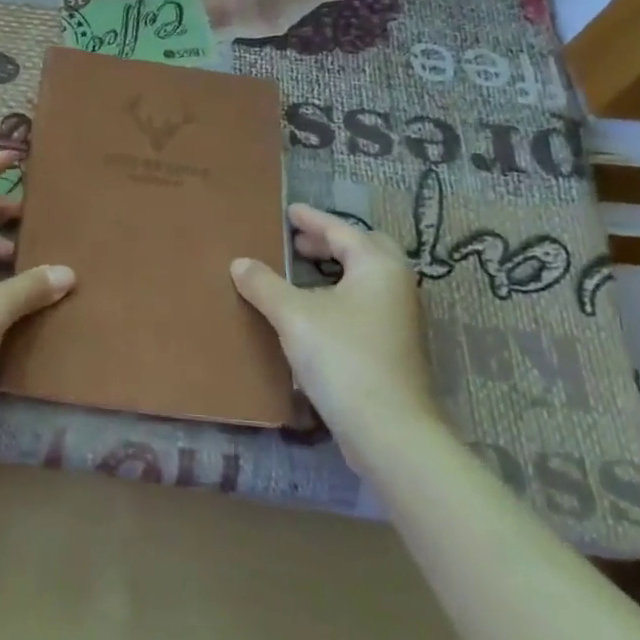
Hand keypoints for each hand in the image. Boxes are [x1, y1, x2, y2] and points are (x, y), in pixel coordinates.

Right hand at [230, 204, 444, 454]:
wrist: (388, 428)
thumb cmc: (342, 357)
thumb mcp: (293, 315)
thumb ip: (264, 284)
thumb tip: (240, 263)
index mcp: (377, 266)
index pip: (341, 230)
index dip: (312, 219)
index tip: (288, 211)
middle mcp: (396, 285)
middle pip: (364, 250)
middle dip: (331, 242)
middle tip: (297, 242)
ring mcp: (400, 318)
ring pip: (367, 279)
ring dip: (336, 270)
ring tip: (301, 272)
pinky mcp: (394, 347)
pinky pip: (365, 303)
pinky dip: (340, 295)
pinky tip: (314, 311)